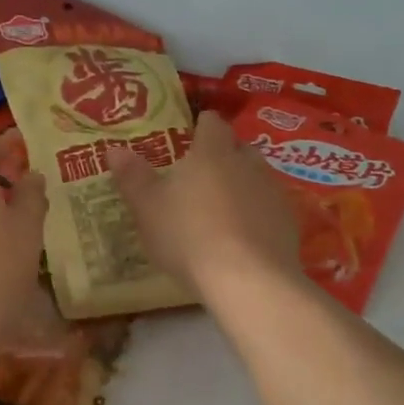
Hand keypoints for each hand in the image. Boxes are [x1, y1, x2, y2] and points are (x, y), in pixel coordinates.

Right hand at [108, 111, 300, 297]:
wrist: (249, 280)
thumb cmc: (189, 235)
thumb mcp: (148, 208)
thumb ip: (132, 177)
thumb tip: (114, 150)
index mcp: (212, 152)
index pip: (212, 124)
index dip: (202, 126)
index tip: (191, 135)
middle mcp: (248, 163)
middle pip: (238, 148)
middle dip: (223, 155)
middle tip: (202, 174)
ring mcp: (273, 193)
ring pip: (257, 177)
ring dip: (242, 185)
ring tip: (222, 208)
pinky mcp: (289, 223)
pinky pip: (269, 208)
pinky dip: (257, 214)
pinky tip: (243, 237)